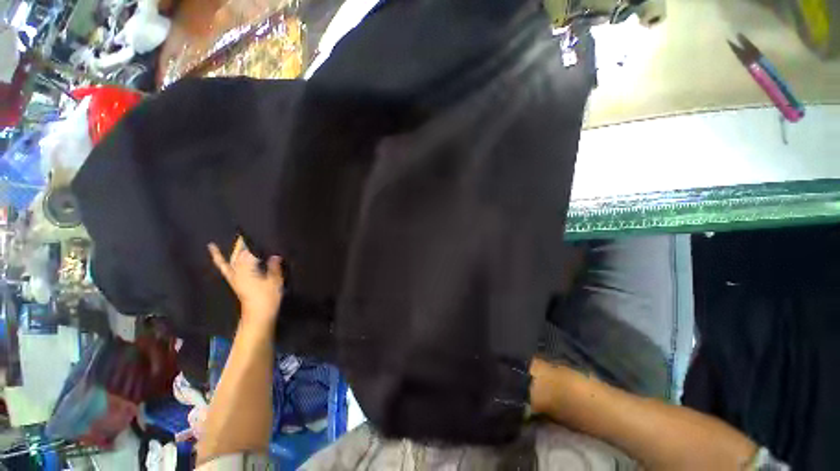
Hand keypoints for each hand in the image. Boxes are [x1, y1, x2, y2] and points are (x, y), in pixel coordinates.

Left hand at [208, 236, 283, 325]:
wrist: (258, 314)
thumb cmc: (267, 297)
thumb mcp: (275, 281)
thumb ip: (274, 267)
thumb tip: (275, 255)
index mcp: (248, 269)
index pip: (248, 252)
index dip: (250, 242)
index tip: (253, 232)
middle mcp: (238, 271)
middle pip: (238, 254)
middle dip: (242, 244)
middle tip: (245, 233)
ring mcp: (234, 276)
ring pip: (232, 259)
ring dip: (234, 249)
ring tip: (236, 239)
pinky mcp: (234, 281)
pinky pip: (224, 268)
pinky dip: (219, 259)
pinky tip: (214, 253)